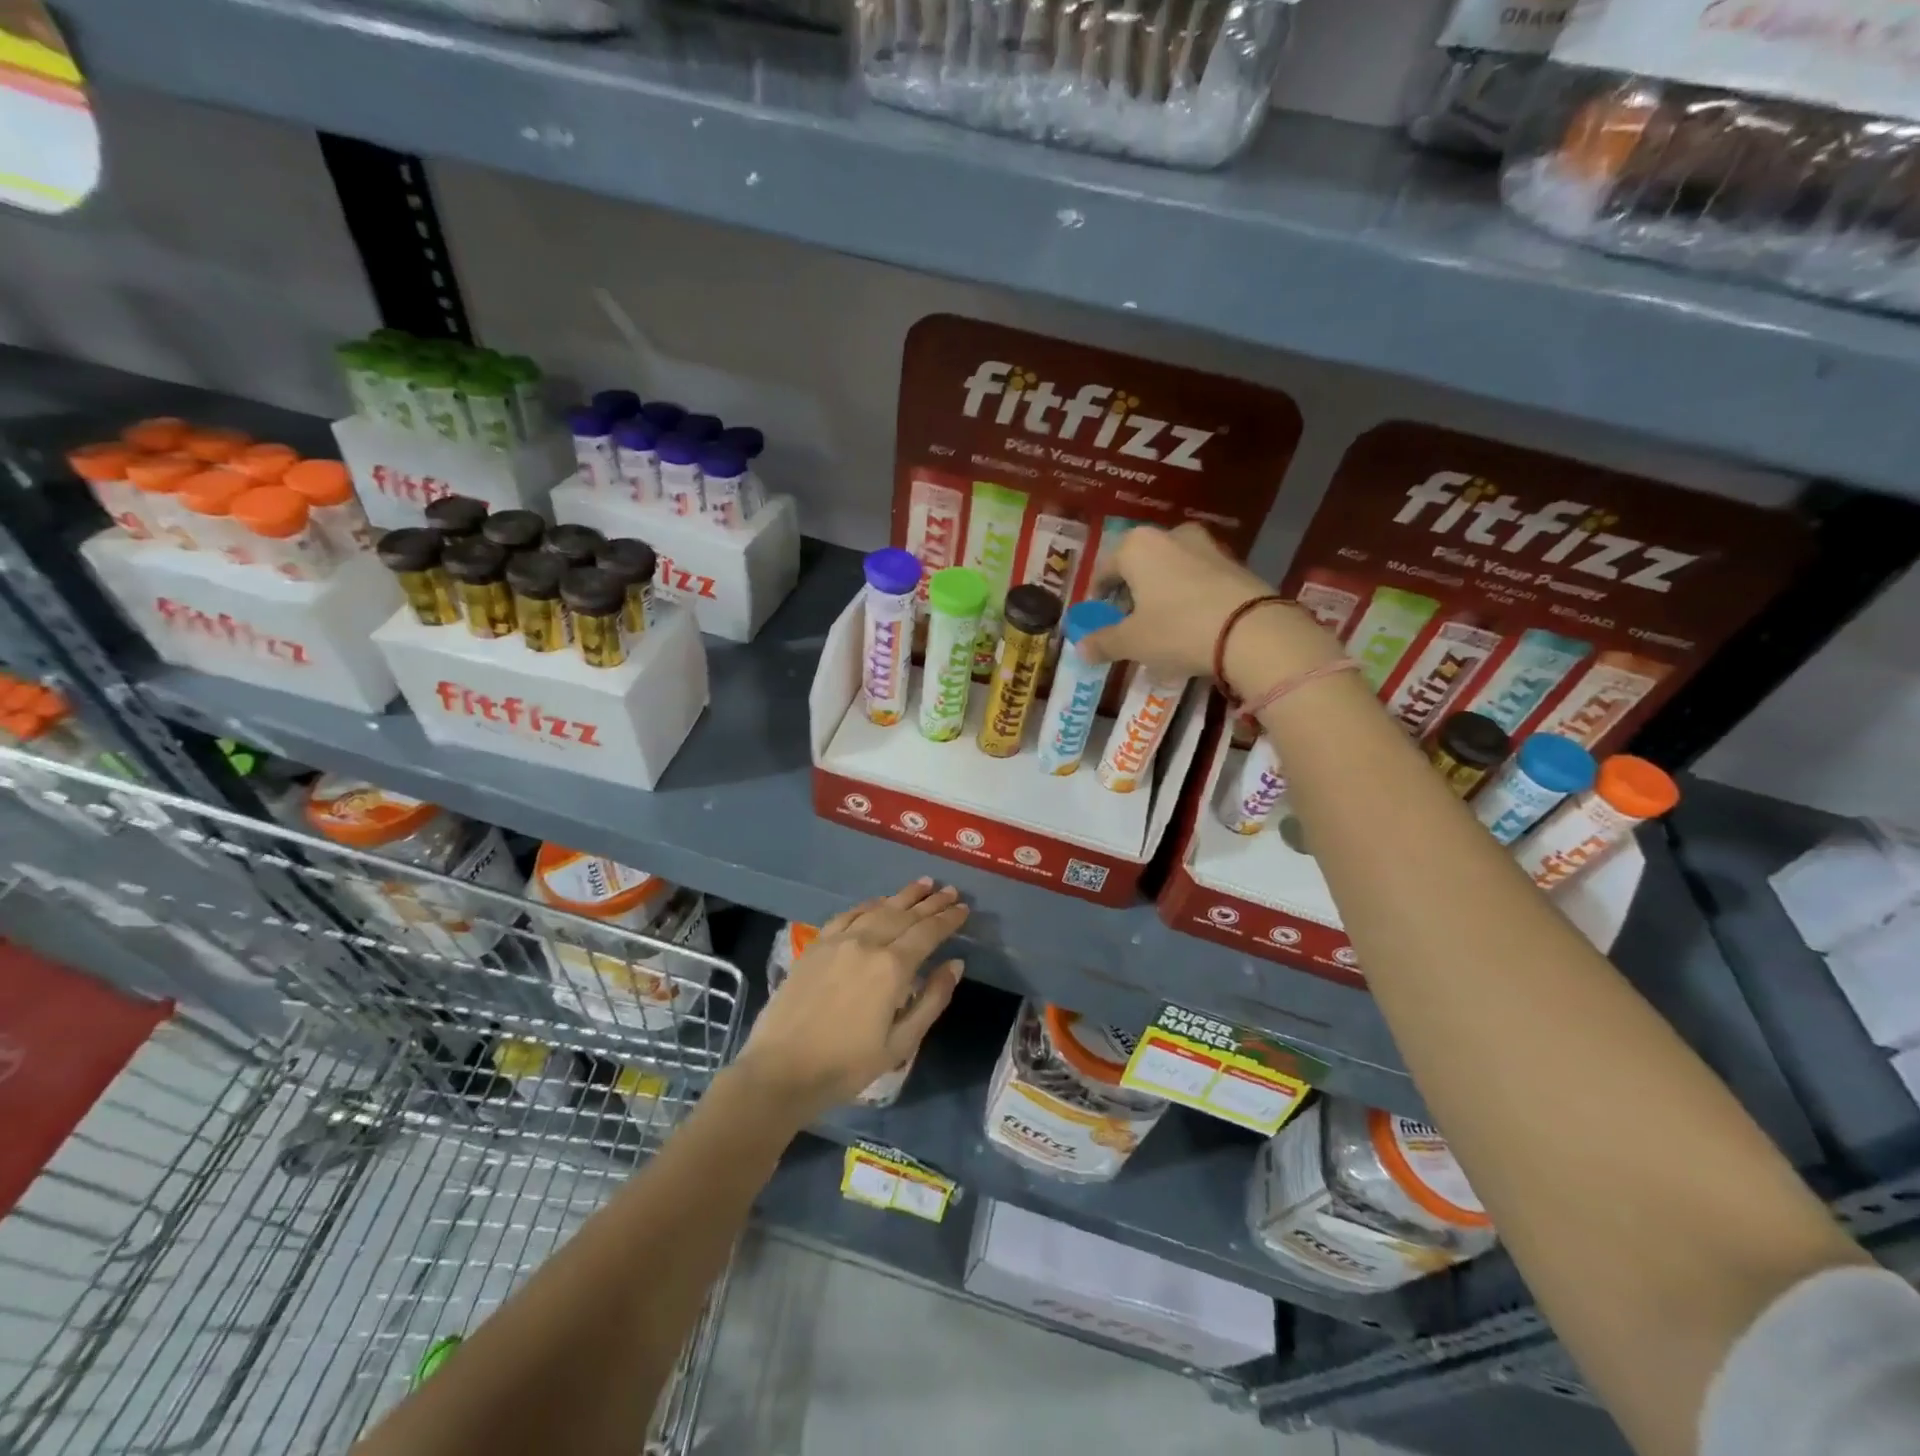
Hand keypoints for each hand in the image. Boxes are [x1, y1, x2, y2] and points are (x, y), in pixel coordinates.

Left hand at [737, 880, 966, 1122]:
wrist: (781, 1070)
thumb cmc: (846, 1065)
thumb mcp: (900, 1044)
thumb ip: (931, 1000)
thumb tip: (955, 964)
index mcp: (892, 968)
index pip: (928, 933)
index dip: (948, 919)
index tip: (964, 908)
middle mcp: (867, 943)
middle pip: (905, 915)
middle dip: (931, 903)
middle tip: (950, 891)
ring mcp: (838, 941)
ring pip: (878, 908)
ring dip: (904, 896)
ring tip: (924, 884)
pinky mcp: (816, 945)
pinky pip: (848, 915)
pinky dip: (869, 904)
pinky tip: (879, 901)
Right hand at [1078, 524, 1339, 697]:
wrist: (1252, 631)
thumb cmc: (1177, 629)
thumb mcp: (1132, 642)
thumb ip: (1103, 642)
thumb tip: (1081, 648)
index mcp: (1136, 546)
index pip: (1104, 570)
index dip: (1097, 597)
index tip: (1097, 619)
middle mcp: (1170, 535)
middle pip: (1139, 566)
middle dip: (1131, 592)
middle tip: (1128, 622)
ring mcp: (1207, 546)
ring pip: (1170, 570)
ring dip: (1161, 593)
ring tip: (1160, 625)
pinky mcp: (1235, 563)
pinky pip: (1198, 579)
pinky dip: (1188, 596)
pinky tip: (1190, 623)